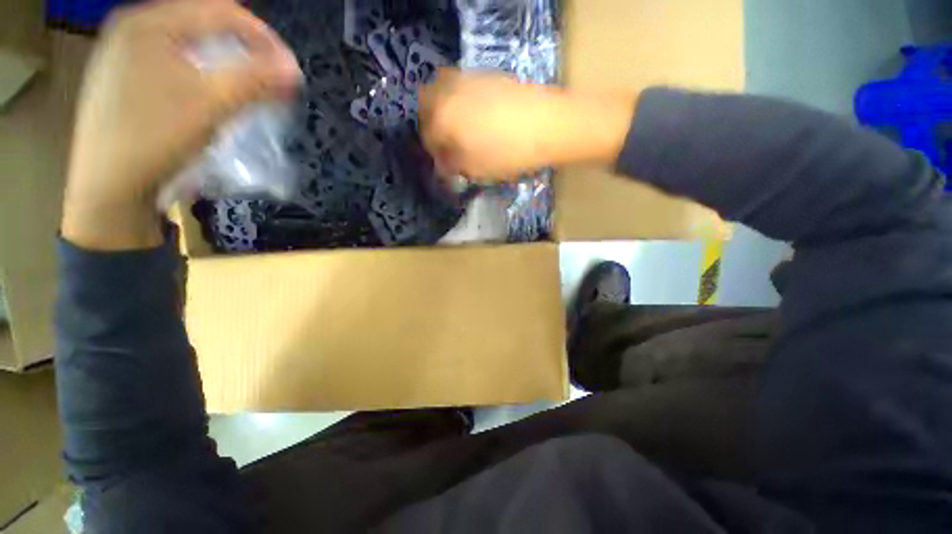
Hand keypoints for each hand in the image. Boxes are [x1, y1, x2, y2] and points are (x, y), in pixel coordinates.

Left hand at [63, 0, 299, 249]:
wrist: (109, 186)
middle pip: (205, 22)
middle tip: (270, 78)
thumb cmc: (155, 138)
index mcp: (149, 21)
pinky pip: (175, 59)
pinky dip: (202, 70)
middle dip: (245, 48)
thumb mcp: (211, 105)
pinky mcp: (125, 75)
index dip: (263, 37)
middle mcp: (134, 26)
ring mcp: (124, 51)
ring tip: (246, 86)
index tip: (290, 69)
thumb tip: (294, 70)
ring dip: (225, 60)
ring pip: (191, 41)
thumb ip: (256, 81)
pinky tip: (211, 92)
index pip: (221, 10)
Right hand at [418, 69, 635, 180]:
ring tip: (462, 131)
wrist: (550, 125)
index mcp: (442, 119)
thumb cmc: (509, 153)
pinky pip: (463, 87)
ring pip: (444, 92)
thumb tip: (443, 164)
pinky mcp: (488, 75)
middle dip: (433, 126)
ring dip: (445, 111)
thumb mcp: (476, 169)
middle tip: (448, 144)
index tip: (445, 165)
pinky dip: (462, 101)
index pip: (427, 137)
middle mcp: (449, 92)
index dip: (434, 153)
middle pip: (427, 106)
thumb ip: (453, 166)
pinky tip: (478, 117)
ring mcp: (469, 79)